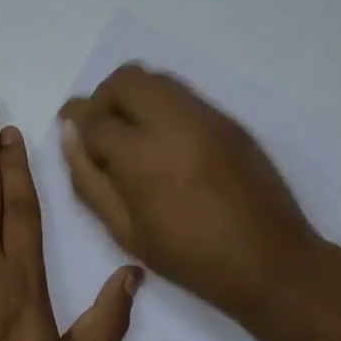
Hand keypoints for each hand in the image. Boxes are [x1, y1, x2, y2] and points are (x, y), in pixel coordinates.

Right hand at [60, 65, 320, 323]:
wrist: (270, 261)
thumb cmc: (189, 256)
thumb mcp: (125, 231)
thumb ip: (89, 180)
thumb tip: (70, 135)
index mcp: (141, 155)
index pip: (94, 117)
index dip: (76, 121)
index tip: (71, 130)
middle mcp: (172, 122)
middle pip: (124, 80)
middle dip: (104, 98)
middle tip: (102, 130)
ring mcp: (205, 116)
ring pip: (156, 79)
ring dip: (133, 97)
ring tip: (133, 135)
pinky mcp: (228, 120)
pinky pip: (183, 95)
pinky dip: (162, 105)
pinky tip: (167, 143)